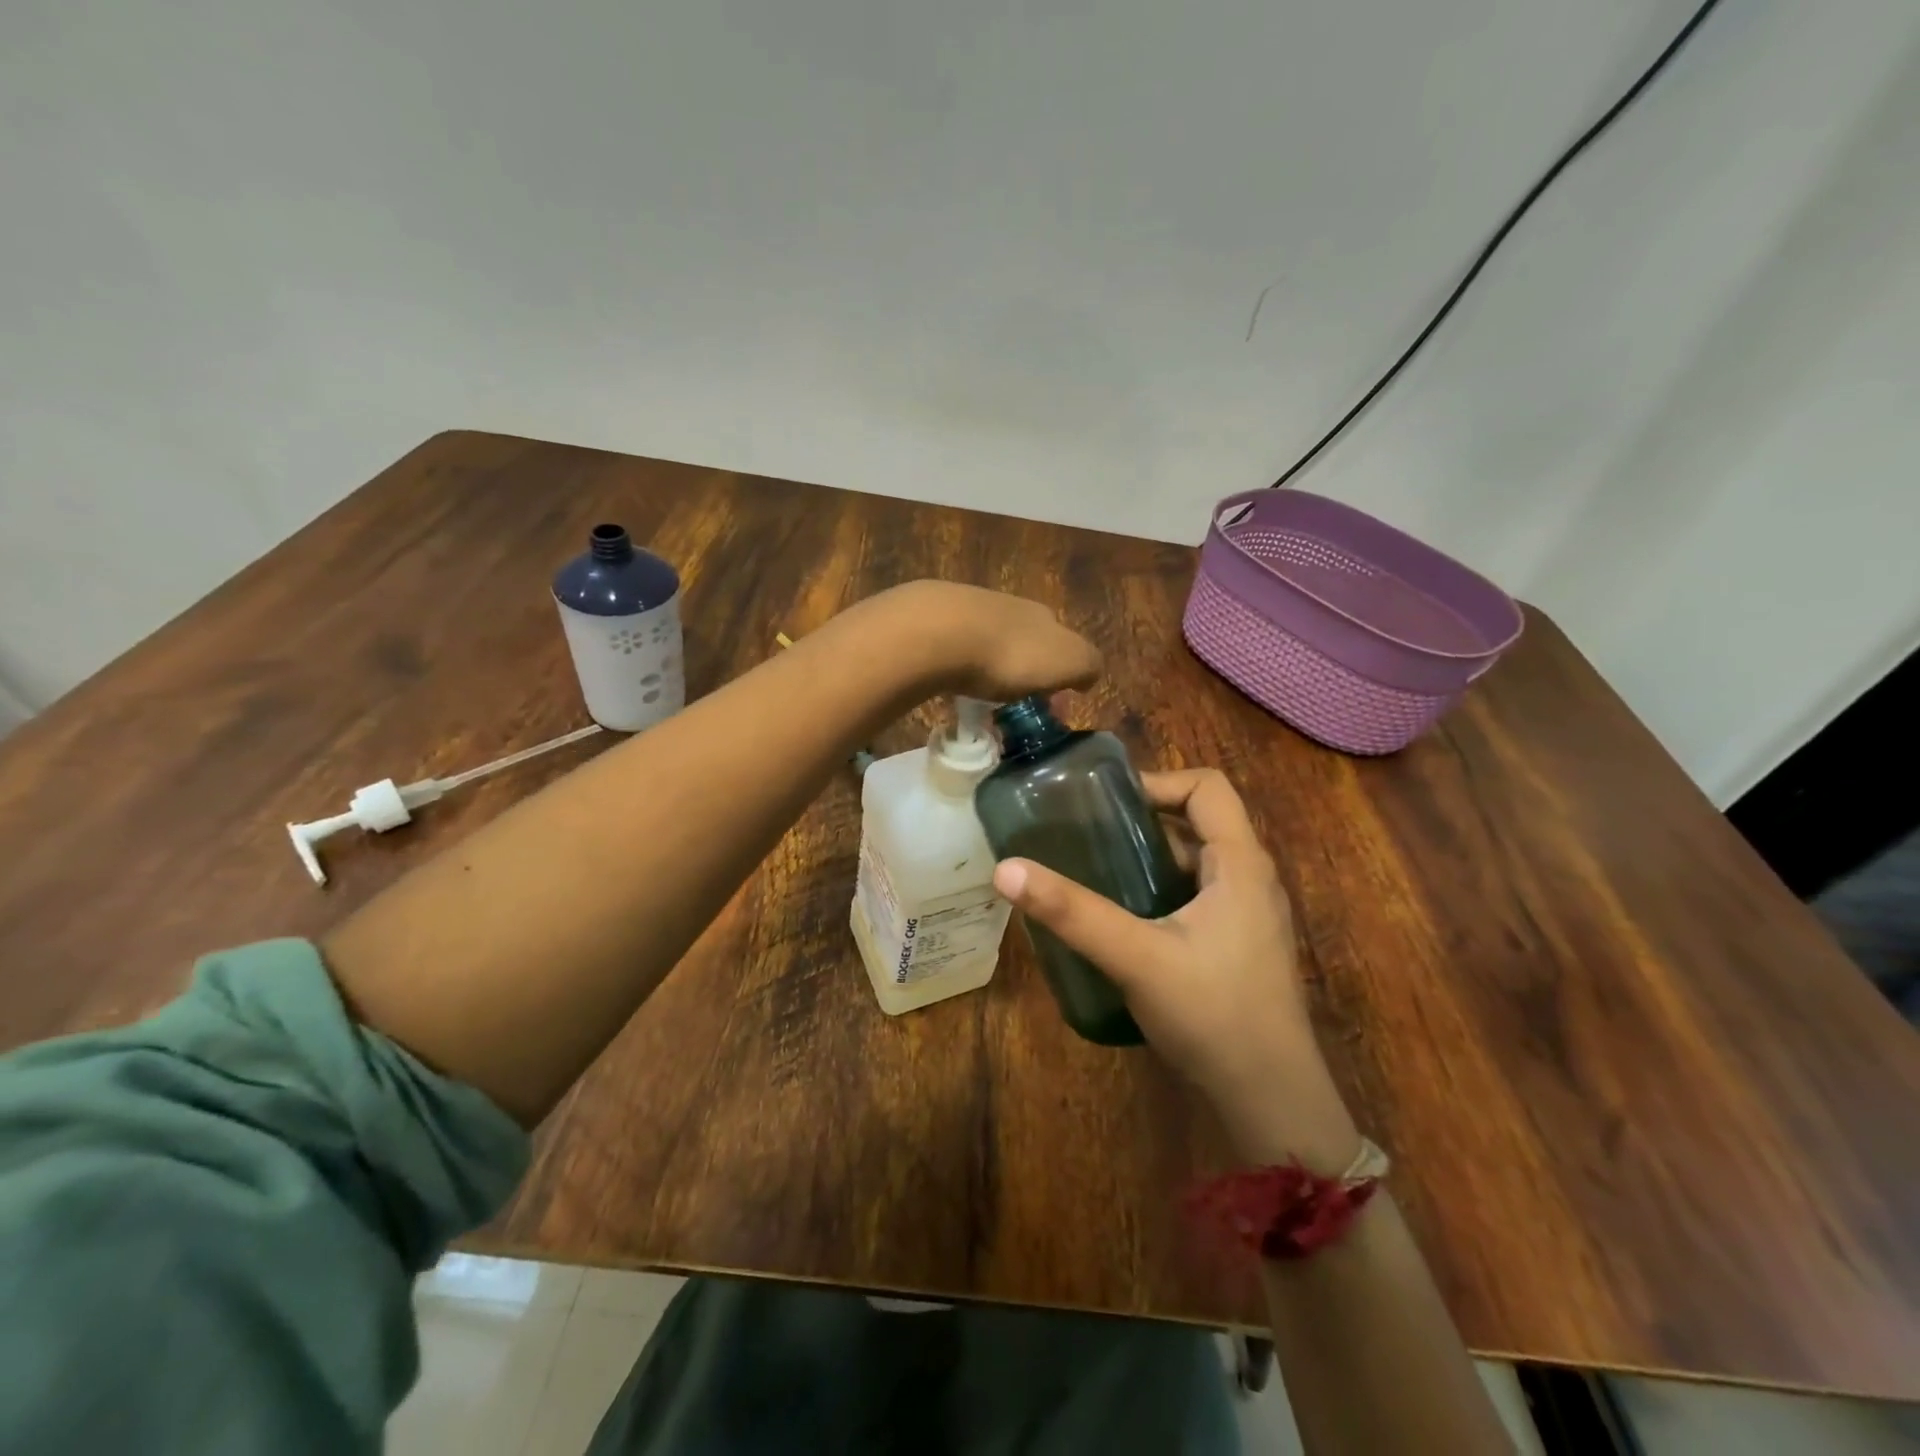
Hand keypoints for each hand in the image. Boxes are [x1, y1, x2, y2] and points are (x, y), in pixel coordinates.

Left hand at [854, 581, 1101, 701]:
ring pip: (988, 642)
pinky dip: (957, 666)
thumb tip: (1086, 676)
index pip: (1062, 645)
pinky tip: (950, 683)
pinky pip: (953, 649)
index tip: (1048, 705)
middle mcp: (1010, 607)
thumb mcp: (1069, 663)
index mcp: (1045, 617)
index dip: (1060, 676)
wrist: (938, 632)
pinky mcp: (932, 620)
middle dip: (1024, 670)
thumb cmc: (1011, 654)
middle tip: (1013, 703)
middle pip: (1025, 641)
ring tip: (979, 697)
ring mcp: (968, 609)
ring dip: (988, 667)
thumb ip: (1087, 666)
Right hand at [991, 768, 1360, 1168]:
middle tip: (1086, 833)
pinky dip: (1160, 890)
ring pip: (1196, 861)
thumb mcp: (1136, 958)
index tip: (1105, 803)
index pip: (1206, 786)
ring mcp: (1249, 914)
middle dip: (1143, 820)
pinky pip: (1198, 895)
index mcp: (1240, 863)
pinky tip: (1123, 919)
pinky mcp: (1239, 944)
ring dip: (1149, 857)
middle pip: (1198, 820)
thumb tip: (1005, 869)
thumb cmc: (1214, 1015)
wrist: (1272, 1102)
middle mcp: (1251, 878)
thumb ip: (1072, 913)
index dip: (1158, 781)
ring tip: (1095, 869)